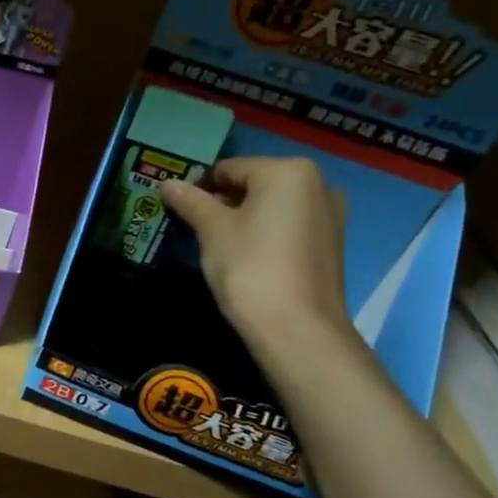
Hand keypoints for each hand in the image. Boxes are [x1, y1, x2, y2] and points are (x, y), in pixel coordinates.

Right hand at [159, 156, 352, 354]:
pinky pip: (288, 226)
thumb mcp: (213, 231)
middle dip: (223, 201)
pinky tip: (246, 256)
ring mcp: (329, 215)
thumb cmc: (250, 268)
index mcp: (288, 171)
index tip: (178, 208)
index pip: (230, 168)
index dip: (199, 186)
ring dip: (243, 218)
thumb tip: (166, 182)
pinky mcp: (331, 243)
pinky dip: (265, 233)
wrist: (297, 329)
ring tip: (216, 243)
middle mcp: (317, 184)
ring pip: (272, 206)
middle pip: (254, 184)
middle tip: (194, 226)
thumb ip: (191, 202)